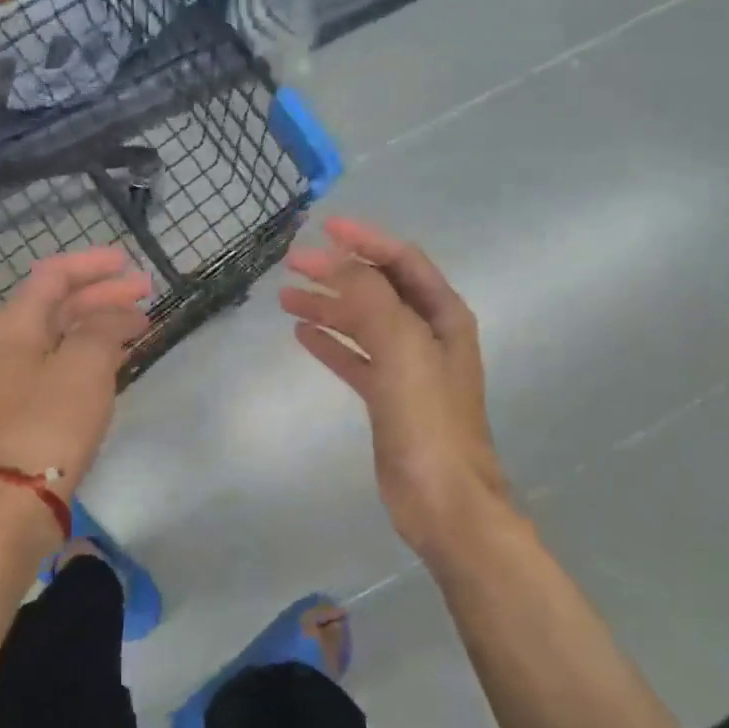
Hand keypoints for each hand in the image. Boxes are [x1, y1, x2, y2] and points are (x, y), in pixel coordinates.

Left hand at [0, 246, 151, 497]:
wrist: (18, 496)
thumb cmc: (51, 421)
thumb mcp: (85, 363)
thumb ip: (105, 326)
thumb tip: (119, 314)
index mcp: (18, 324)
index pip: (54, 275)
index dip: (91, 264)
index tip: (128, 263)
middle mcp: (14, 343)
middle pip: (60, 303)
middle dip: (103, 292)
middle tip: (146, 292)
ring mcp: (21, 375)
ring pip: (66, 333)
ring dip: (102, 321)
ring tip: (141, 322)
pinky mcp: (33, 404)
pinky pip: (67, 361)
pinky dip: (95, 350)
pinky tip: (119, 356)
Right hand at [280, 218, 507, 555]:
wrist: (442, 498)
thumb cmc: (428, 417)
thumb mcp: (402, 346)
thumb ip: (370, 297)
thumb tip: (335, 258)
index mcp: (442, 315)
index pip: (401, 261)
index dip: (365, 240)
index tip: (325, 229)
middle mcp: (427, 334)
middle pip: (378, 289)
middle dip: (338, 272)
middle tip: (292, 264)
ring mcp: (407, 367)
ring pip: (362, 323)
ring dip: (328, 307)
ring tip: (286, 298)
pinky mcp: (387, 398)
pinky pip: (355, 358)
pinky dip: (331, 343)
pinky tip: (303, 334)